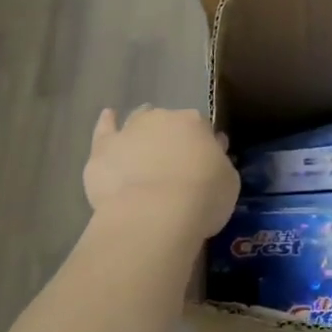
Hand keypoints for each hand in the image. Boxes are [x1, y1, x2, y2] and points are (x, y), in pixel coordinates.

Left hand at [83, 106, 238, 242]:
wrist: (153, 215)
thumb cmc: (201, 199)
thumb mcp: (228, 182)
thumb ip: (219, 163)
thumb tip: (213, 152)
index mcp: (196, 123)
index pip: (201, 128)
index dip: (201, 146)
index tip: (202, 165)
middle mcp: (163, 118)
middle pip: (168, 123)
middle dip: (171, 139)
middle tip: (173, 165)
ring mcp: (130, 130)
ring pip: (138, 121)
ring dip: (142, 130)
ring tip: (143, 147)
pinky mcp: (103, 149)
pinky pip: (104, 129)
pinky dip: (107, 123)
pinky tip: (108, 117)